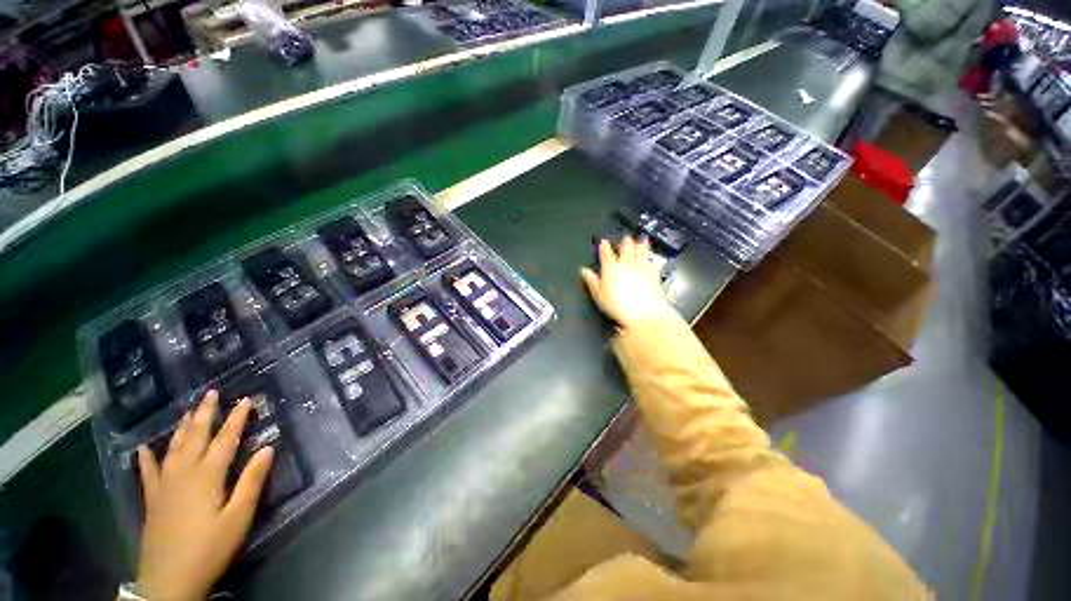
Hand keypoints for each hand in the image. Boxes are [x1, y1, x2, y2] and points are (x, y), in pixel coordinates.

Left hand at [136, 390, 274, 600]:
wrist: (169, 580)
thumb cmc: (210, 547)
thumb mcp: (239, 517)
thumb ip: (252, 481)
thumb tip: (268, 447)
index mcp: (207, 476)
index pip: (225, 439)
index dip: (237, 419)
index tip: (246, 399)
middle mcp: (183, 473)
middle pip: (195, 437)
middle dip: (205, 414)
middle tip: (211, 393)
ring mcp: (164, 485)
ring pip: (173, 448)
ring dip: (182, 427)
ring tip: (188, 411)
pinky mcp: (152, 499)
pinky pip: (148, 472)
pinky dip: (146, 458)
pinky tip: (143, 449)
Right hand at [580, 237, 672, 329]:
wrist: (645, 313)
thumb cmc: (618, 305)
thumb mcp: (599, 295)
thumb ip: (592, 281)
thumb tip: (584, 271)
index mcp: (611, 268)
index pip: (606, 254)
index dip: (604, 246)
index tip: (603, 241)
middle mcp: (627, 264)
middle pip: (626, 249)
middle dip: (625, 242)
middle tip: (625, 237)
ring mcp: (642, 268)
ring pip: (641, 251)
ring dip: (641, 244)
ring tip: (642, 239)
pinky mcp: (654, 274)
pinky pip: (652, 261)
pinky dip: (652, 256)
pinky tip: (653, 256)